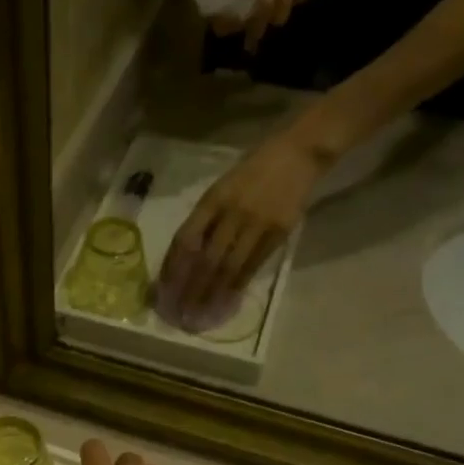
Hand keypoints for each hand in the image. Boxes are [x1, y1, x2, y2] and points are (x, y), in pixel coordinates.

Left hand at [164, 129, 320, 310]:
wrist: (298, 153)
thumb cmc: (252, 171)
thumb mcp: (221, 187)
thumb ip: (205, 219)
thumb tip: (187, 255)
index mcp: (212, 200)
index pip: (185, 239)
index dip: (173, 266)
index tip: (165, 288)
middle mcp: (232, 213)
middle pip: (206, 259)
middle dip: (191, 288)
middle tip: (181, 311)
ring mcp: (257, 224)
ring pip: (229, 266)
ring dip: (213, 292)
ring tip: (201, 312)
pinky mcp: (279, 233)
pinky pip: (254, 265)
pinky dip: (238, 284)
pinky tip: (228, 299)